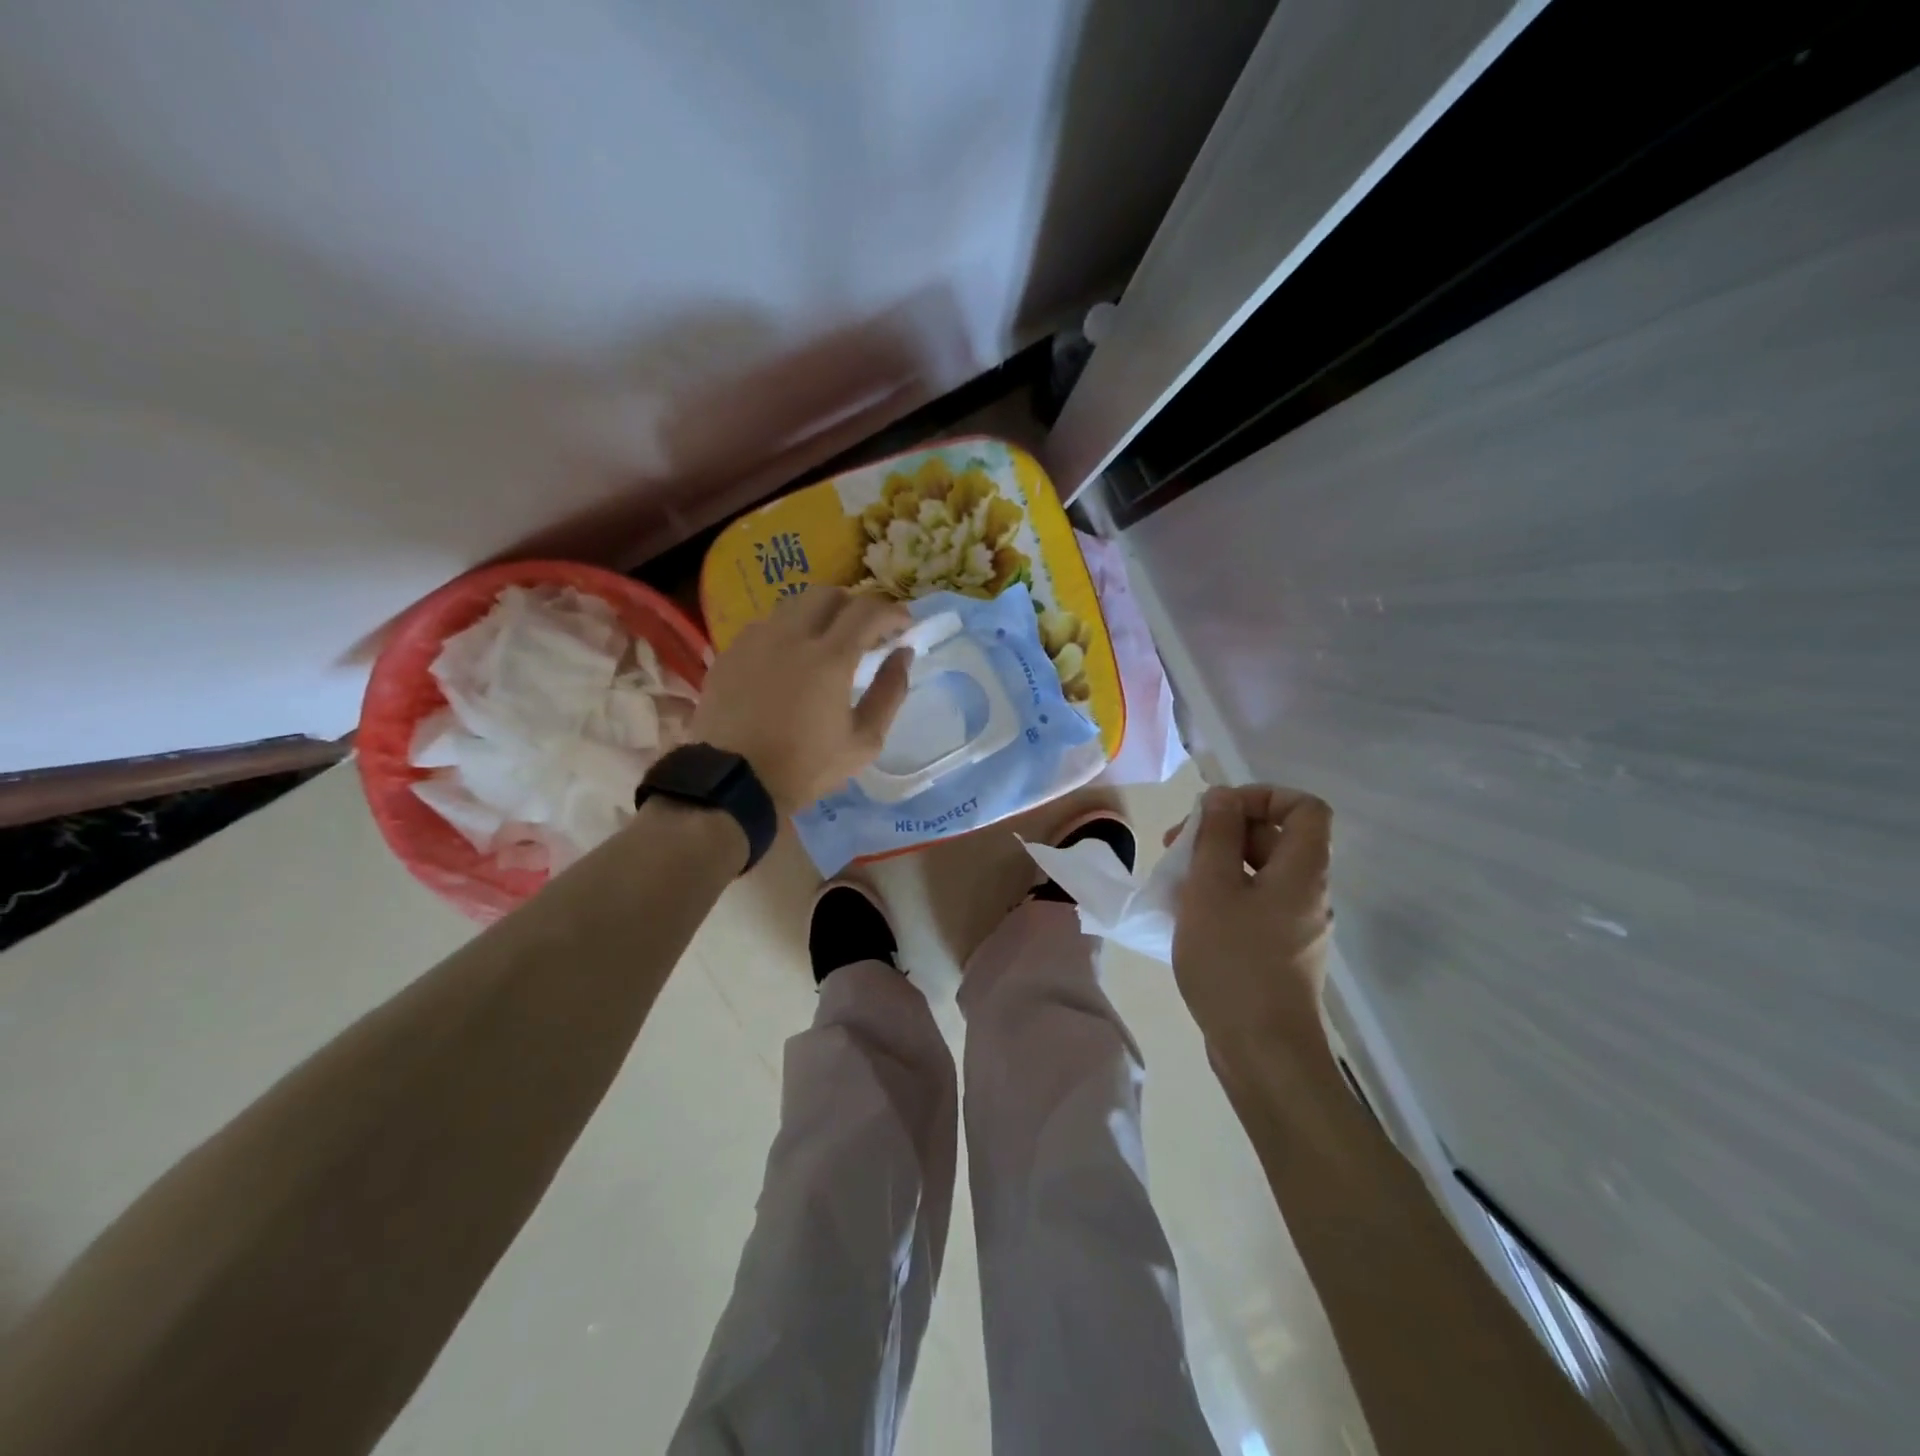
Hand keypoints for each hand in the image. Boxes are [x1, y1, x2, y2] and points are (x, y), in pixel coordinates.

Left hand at [690, 587, 913, 813]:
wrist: (733, 783)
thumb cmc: (806, 767)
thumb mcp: (864, 741)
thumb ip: (890, 692)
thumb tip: (902, 654)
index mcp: (829, 658)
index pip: (868, 610)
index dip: (892, 611)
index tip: (904, 624)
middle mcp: (791, 636)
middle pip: (828, 594)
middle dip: (854, 605)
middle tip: (865, 630)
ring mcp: (755, 640)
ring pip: (793, 605)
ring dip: (819, 615)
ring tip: (826, 642)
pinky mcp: (730, 652)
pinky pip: (766, 626)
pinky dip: (787, 632)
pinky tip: (789, 659)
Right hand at [1170, 785, 1334, 1074]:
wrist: (1263, 1052)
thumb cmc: (1234, 961)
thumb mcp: (1212, 887)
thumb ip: (1216, 835)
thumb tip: (1222, 797)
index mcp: (1302, 870)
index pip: (1304, 807)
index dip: (1262, 796)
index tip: (1217, 811)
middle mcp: (1308, 893)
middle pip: (1275, 838)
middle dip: (1224, 831)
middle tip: (1176, 846)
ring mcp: (1296, 926)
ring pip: (1260, 874)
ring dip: (1217, 865)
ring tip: (1174, 882)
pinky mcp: (1281, 953)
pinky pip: (1255, 906)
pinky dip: (1223, 898)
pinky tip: (1188, 917)